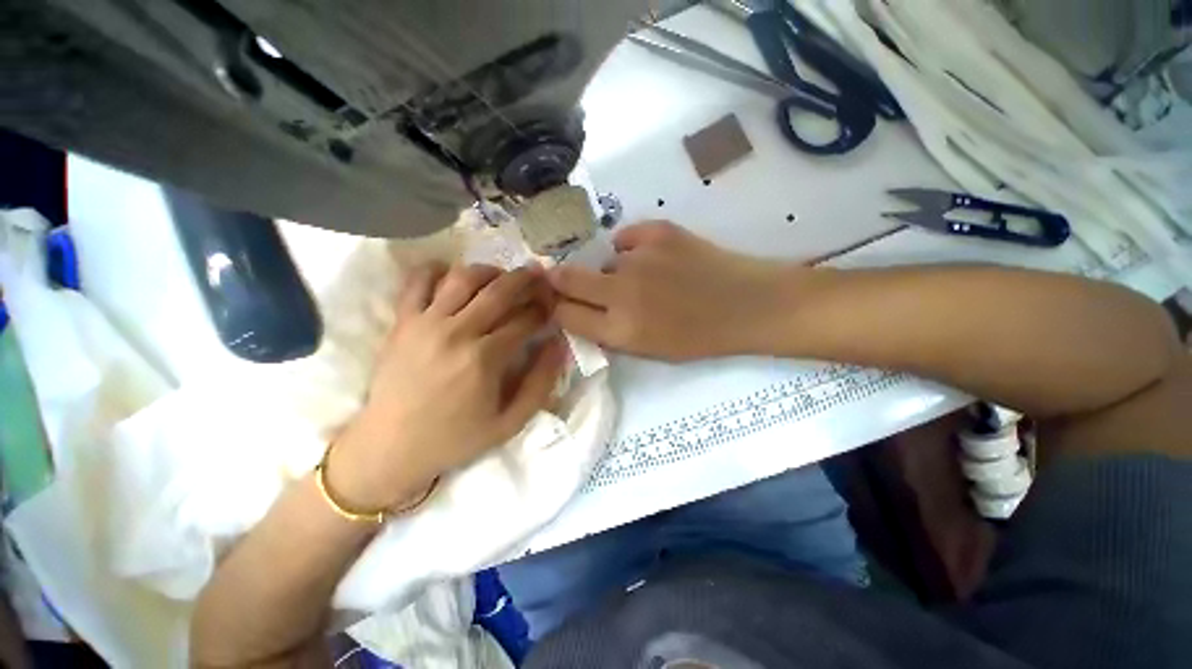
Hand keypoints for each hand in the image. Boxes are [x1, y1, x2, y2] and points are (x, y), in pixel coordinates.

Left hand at [329, 263, 566, 510]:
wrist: (391, 447)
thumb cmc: (456, 437)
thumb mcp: (511, 422)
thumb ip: (540, 382)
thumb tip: (558, 344)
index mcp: (485, 359)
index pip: (525, 320)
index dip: (544, 310)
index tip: (551, 307)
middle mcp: (457, 332)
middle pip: (499, 291)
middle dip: (525, 280)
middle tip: (538, 276)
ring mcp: (426, 323)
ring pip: (464, 278)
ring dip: (489, 271)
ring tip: (501, 277)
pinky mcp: (402, 321)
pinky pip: (418, 281)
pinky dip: (437, 269)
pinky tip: (452, 274)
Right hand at [550, 221, 808, 360]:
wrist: (748, 305)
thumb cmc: (700, 337)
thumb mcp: (649, 350)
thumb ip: (609, 332)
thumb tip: (582, 307)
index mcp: (621, 330)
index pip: (564, 314)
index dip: (557, 307)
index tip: (559, 303)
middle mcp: (622, 292)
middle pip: (566, 278)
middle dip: (560, 280)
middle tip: (568, 280)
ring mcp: (639, 257)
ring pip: (604, 260)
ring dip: (613, 270)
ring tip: (645, 277)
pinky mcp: (658, 231)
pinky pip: (625, 238)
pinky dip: (632, 248)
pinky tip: (654, 257)